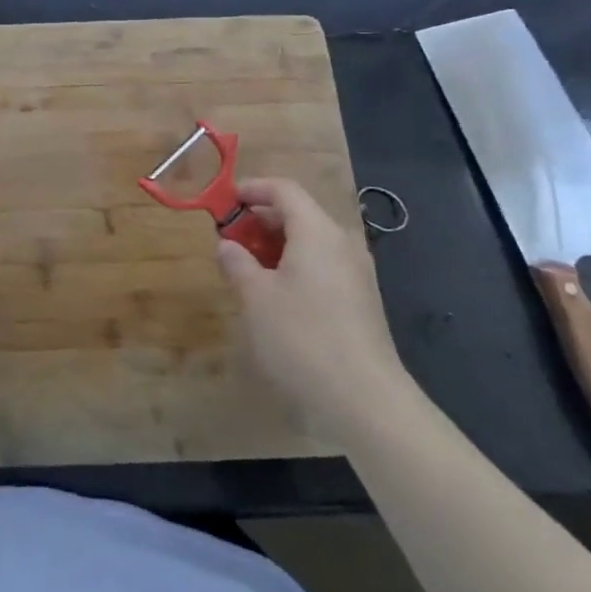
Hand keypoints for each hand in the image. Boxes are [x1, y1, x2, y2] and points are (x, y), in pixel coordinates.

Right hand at [216, 177, 413, 441]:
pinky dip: (295, 267)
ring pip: (311, 243)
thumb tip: (227, 245)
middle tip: (229, 240)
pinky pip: (322, 267)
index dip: (252, 189)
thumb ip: (237, 263)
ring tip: (246, 269)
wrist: (366, 402)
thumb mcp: (255, 297)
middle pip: (299, 214)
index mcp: (317, 232)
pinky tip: (275, 297)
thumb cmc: (302, 338)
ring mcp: (356, 274)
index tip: (224, 202)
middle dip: (260, 221)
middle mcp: (342, 244)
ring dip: (276, 246)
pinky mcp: (361, 302)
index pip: (285, 190)